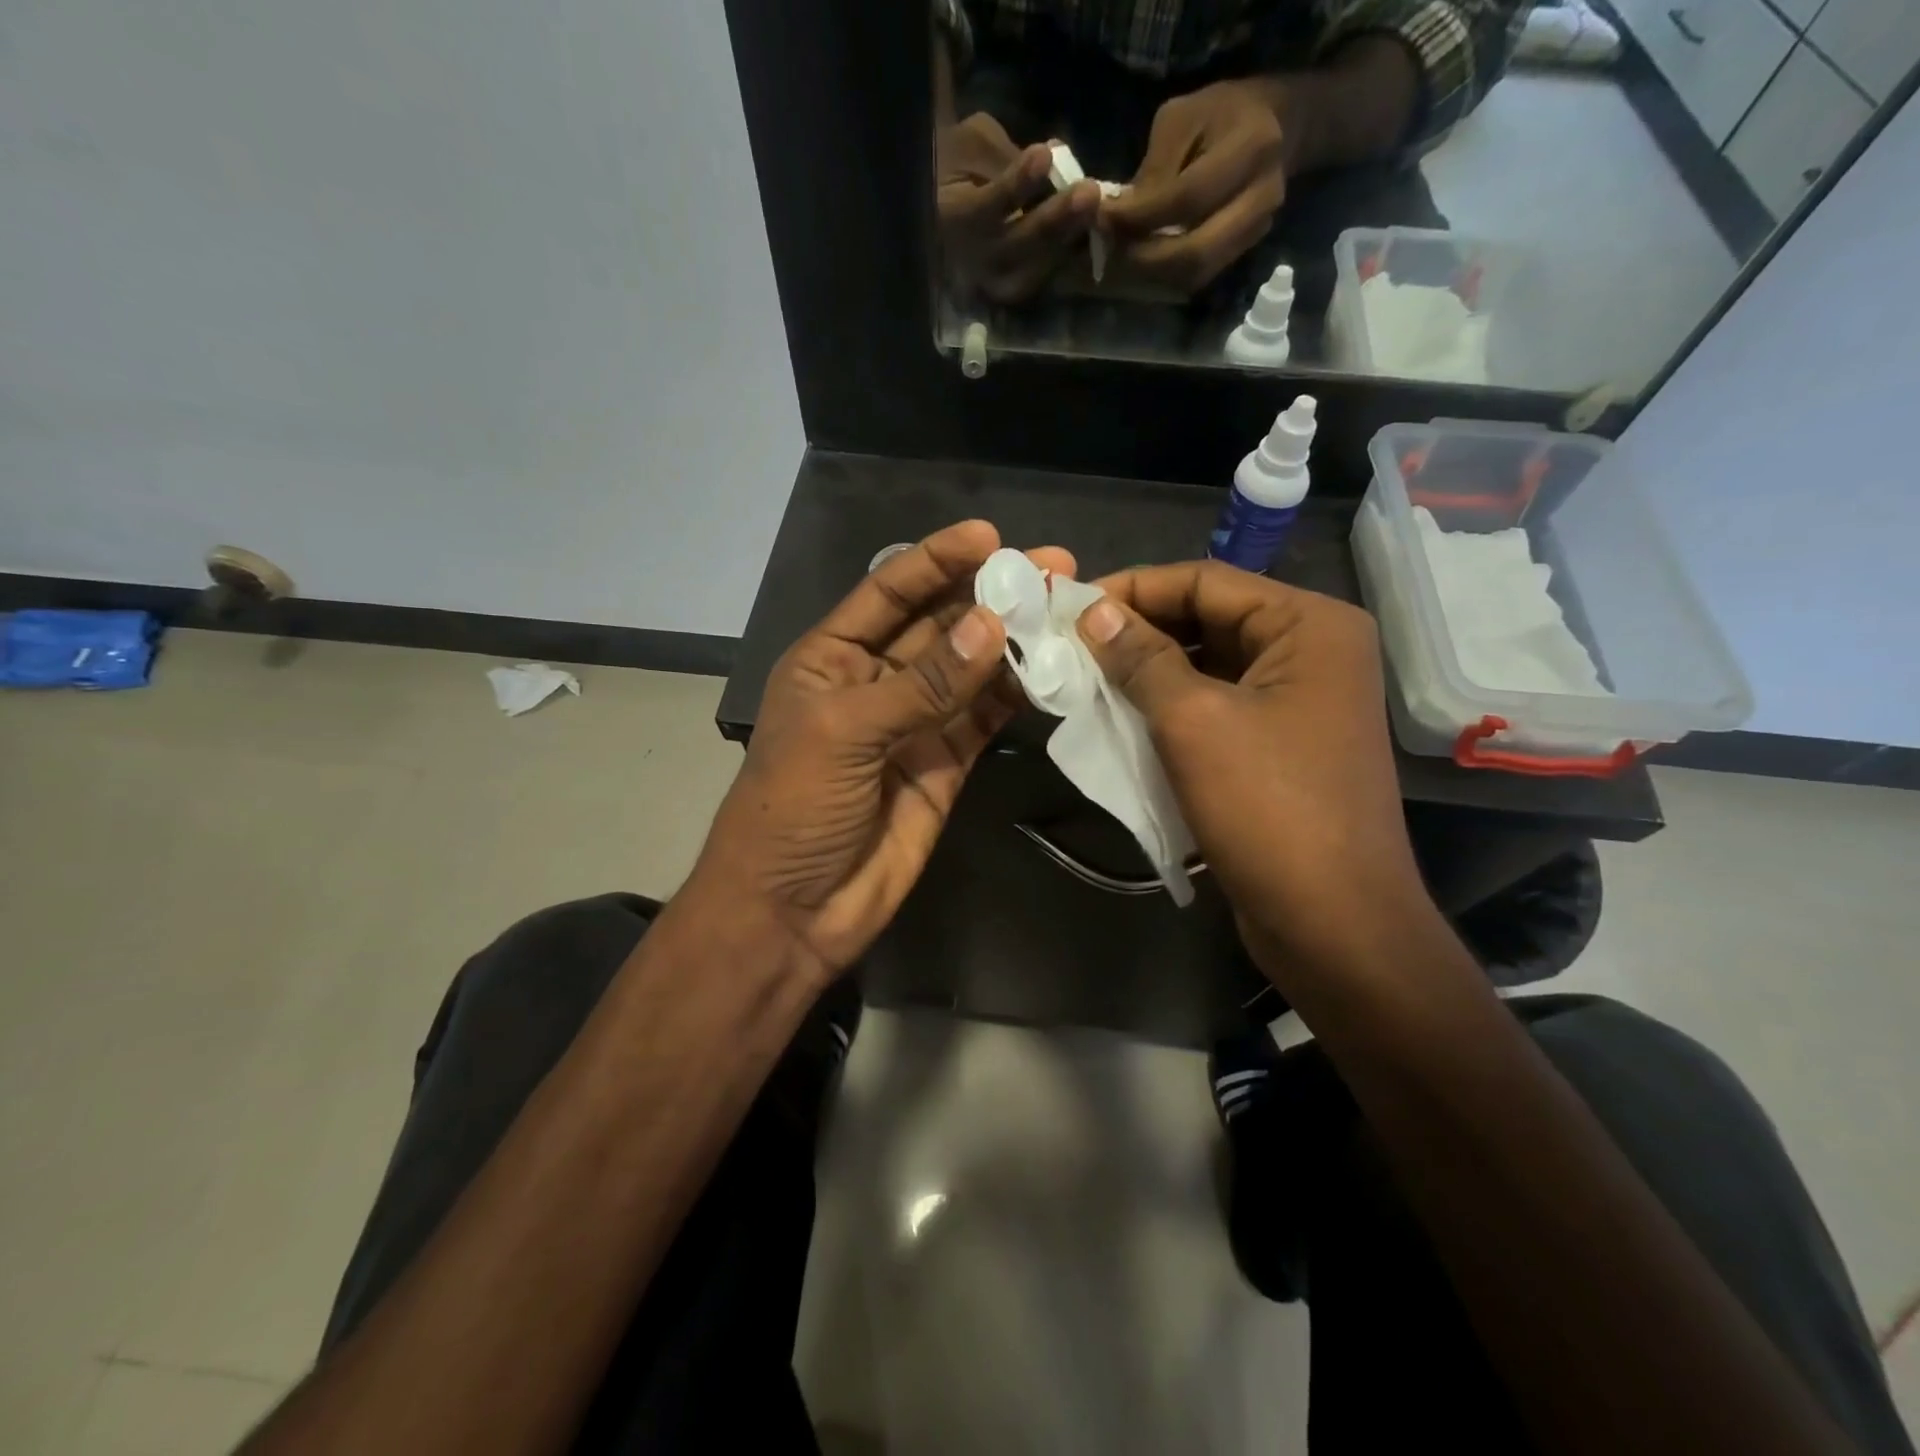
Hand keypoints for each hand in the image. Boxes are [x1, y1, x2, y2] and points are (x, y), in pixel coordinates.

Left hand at [691, 521, 1074, 979]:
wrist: (793, 911)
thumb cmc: (793, 808)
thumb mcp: (846, 732)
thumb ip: (923, 683)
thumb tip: (992, 626)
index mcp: (831, 658)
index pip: (889, 593)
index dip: (936, 561)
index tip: (989, 536)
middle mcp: (875, 681)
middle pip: (939, 625)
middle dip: (989, 595)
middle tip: (1051, 568)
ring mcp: (914, 724)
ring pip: (969, 670)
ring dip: (1012, 641)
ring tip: (1063, 608)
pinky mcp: (945, 765)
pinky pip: (984, 718)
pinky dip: (1015, 694)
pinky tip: (1051, 668)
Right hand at [937, 113, 1101, 303]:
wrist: (941, 208)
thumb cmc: (956, 165)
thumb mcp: (972, 145)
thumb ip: (1005, 157)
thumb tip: (1051, 162)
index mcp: (949, 221)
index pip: (983, 208)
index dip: (1015, 184)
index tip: (1043, 154)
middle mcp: (969, 262)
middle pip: (1012, 248)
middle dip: (1052, 220)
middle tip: (1089, 192)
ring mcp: (989, 284)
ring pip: (1030, 272)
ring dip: (1066, 242)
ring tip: (1096, 211)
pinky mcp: (1008, 291)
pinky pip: (1040, 280)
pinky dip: (1065, 258)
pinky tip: (1088, 234)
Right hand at [1074, 561, 1429, 979]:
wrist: (1332, 924)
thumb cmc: (1268, 808)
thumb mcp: (1193, 721)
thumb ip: (1141, 657)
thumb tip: (1091, 610)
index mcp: (1309, 625)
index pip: (1205, 581)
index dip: (1133, 589)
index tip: (1068, 606)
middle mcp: (1312, 651)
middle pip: (1208, 619)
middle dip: (1137, 631)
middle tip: (1069, 643)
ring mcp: (1300, 701)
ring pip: (1208, 665)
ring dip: (1147, 671)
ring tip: (1084, 677)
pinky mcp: (1281, 745)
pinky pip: (1216, 706)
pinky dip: (1169, 708)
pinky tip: (1121, 717)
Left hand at [1100, 79, 1289, 294]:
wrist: (1279, 125)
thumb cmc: (1223, 113)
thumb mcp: (1183, 119)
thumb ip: (1153, 170)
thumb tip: (1116, 218)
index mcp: (1250, 147)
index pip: (1186, 199)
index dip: (1140, 217)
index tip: (1104, 219)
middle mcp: (1261, 197)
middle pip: (1195, 253)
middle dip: (1145, 259)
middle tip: (1113, 249)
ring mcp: (1257, 230)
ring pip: (1196, 273)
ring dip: (1154, 274)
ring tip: (1125, 256)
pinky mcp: (1245, 250)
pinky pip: (1200, 276)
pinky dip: (1168, 275)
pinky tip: (1147, 259)